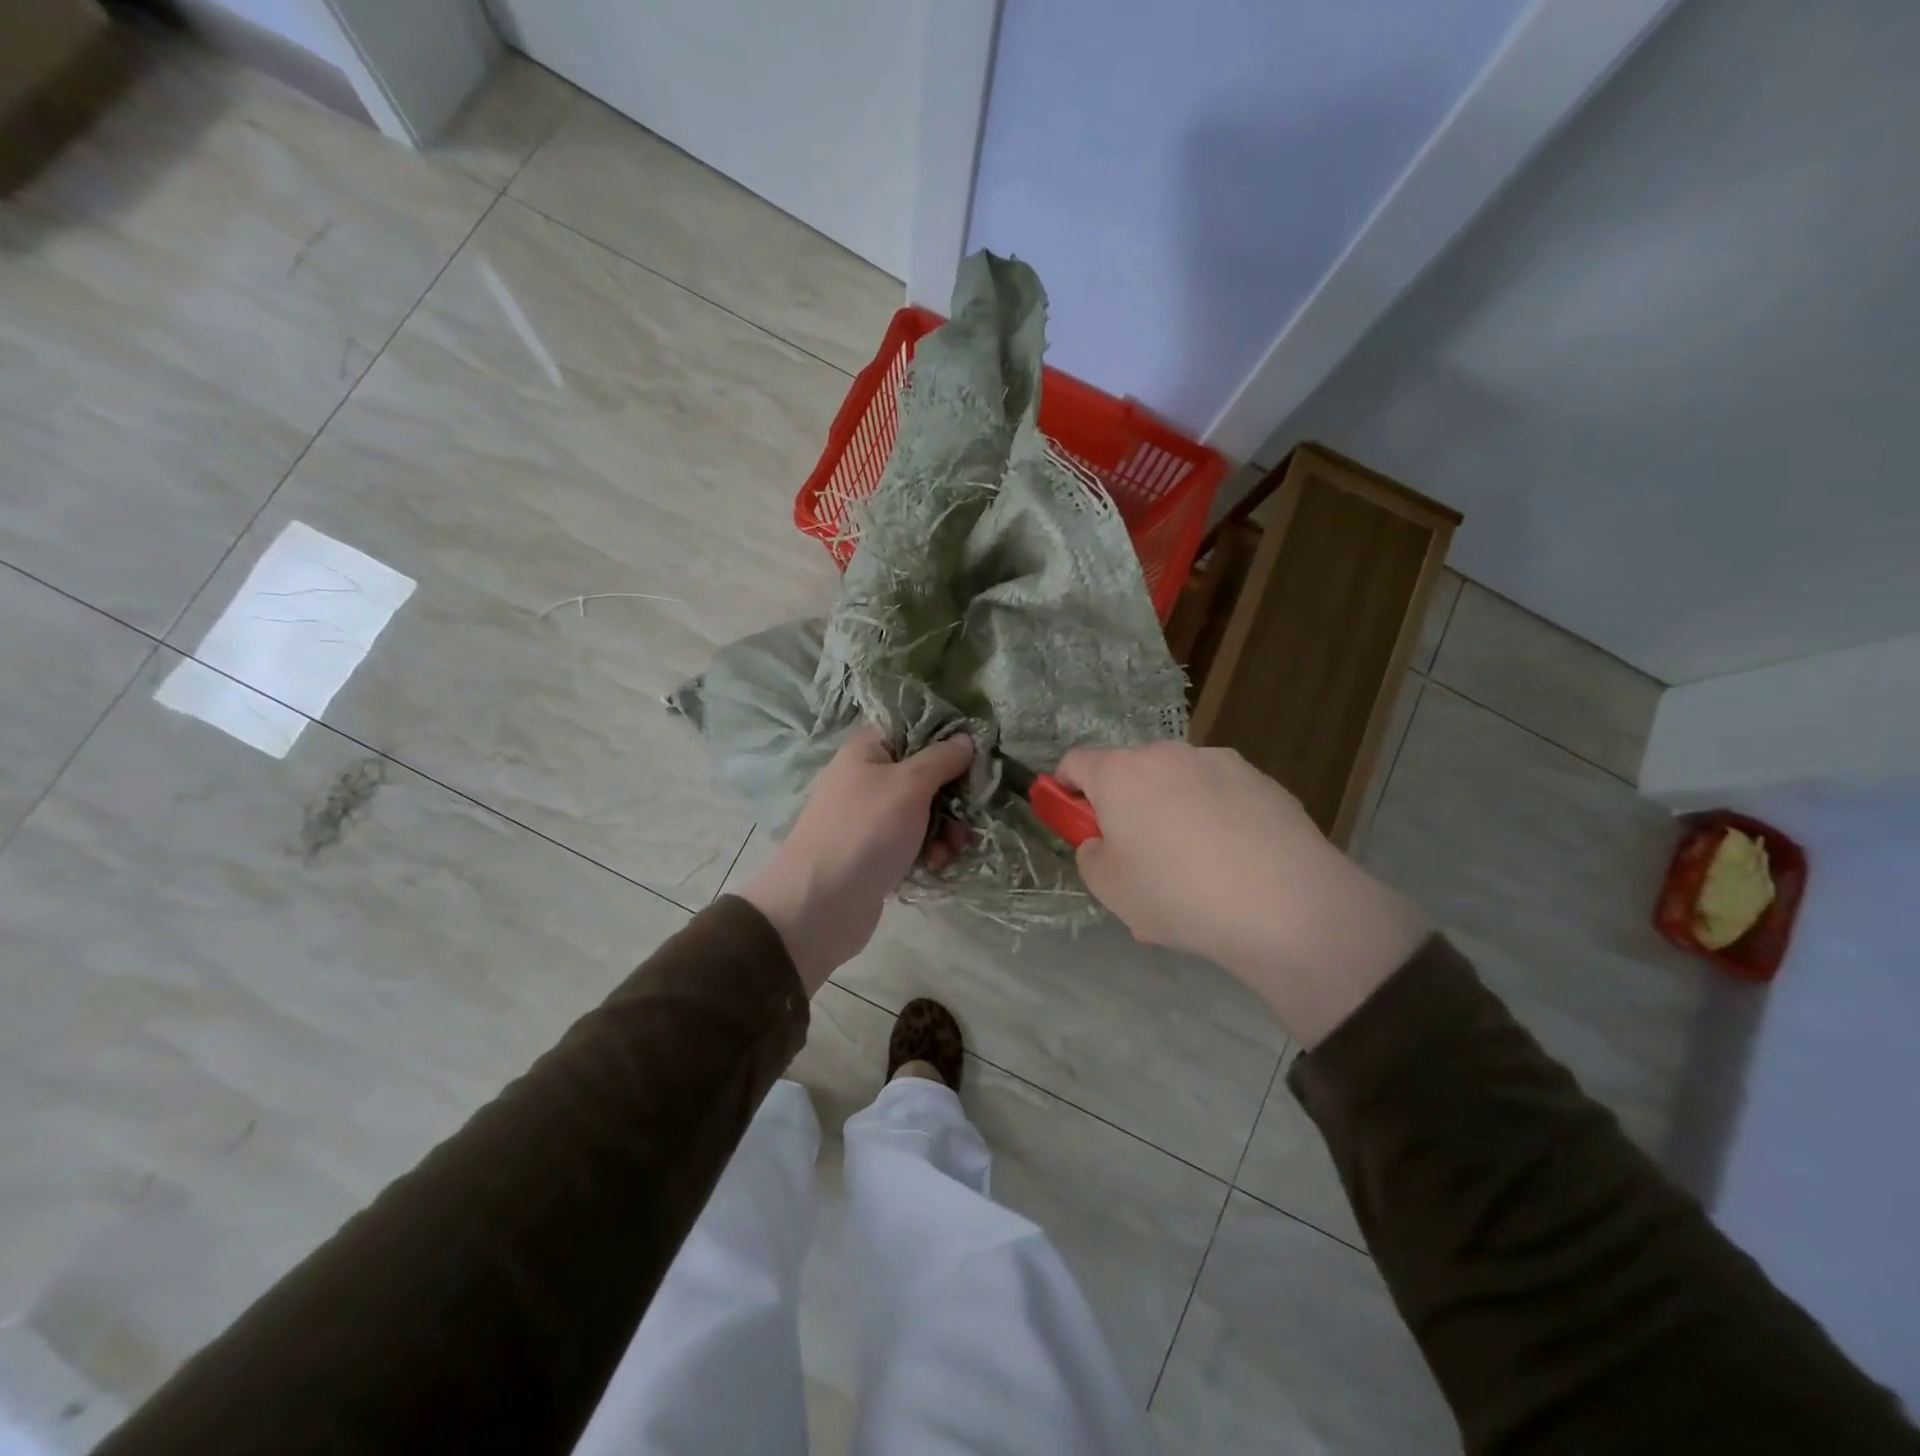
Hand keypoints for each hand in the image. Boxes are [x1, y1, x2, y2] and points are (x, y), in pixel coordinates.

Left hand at [740, 725, 973, 992]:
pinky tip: (935, 865)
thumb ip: (942, 758)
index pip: (916, 728)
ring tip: (949, 849)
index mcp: (869, 749)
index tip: (977, 756)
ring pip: (926, 811)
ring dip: (946, 829)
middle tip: (968, 815)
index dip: (948, 739)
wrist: (819, 906)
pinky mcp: (879, 852)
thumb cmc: (864, 832)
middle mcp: (869, 777)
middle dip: (954, 796)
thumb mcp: (909, 785)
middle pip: (928, 773)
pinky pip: (916, 841)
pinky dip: (931, 851)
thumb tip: (966, 738)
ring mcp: (873, 817)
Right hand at [1054, 742, 1431, 1044]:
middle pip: (1130, 772)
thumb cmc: (1178, 895)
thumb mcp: (1110, 890)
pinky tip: (1235, 865)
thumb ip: (1091, 856)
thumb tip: (1103, 842)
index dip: (1065, 789)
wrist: (1286, 905)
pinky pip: (1221, 795)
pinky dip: (1215, 818)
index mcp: (1121, 774)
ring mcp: (1219, 762)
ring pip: (1178, 783)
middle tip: (1139, 857)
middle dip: (1125, 805)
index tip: (1075, 821)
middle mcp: (1167, 755)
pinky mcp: (1262, 780)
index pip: (1075, 762)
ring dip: (1171, 811)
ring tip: (1196, 870)